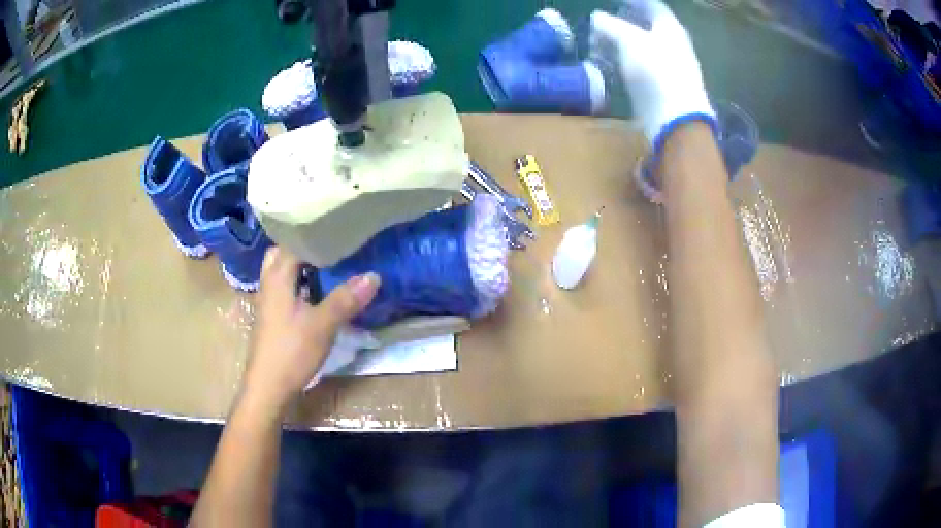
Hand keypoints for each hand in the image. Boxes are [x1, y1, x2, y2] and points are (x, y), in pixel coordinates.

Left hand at [242, 247, 380, 411]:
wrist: (269, 387)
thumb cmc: (291, 352)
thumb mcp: (323, 325)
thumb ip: (346, 299)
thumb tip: (373, 275)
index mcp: (278, 278)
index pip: (293, 241)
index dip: (314, 232)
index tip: (338, 226)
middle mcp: (269, 283)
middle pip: (282, 252)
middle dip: (303, 245)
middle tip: (330, 243)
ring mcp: (268, 301)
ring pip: (281, 271)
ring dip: (300, 264)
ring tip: (327, 262)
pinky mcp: (272, 316)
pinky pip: (284, 287)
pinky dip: (298, 281)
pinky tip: (316, 291)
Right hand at [590, 0, 713, 147]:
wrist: (675, 118)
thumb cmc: (655, 70)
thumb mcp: (629, 40)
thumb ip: (611, 25)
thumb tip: (597, 17)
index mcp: (670, 28)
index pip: (653, 5)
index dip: (635, 1)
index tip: (616, 0)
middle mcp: (674, 45)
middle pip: (649, 26)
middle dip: (626, 21)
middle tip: (604, 21)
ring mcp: (670, 67)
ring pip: (644, 47)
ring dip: (623, 43)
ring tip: (602, 43)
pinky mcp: (663, 87)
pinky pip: (643, 67)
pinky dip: (627, 62)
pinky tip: (613, 65)